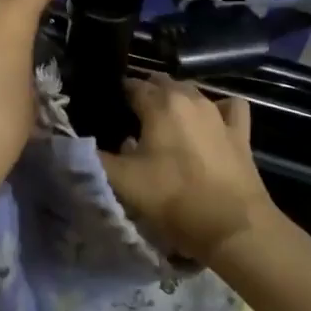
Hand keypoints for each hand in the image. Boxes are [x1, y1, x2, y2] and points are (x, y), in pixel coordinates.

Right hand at [99, 77, 277, 263]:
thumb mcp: (122, 182)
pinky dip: (217, 108)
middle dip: (145, 94)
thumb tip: (69, 143)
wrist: (233, 226)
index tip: (108, 109)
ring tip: (164, 122)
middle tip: (131, 119)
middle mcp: (189, 97)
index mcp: (159, 104)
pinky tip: (210, 122)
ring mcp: (218, 112)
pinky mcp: (240, 131)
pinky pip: (228, 106)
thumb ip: (91, 158)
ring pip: (192, 91)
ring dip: (175, 99)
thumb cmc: (173, 199)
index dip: (117, 95)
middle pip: (161, 83)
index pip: (131, 86)